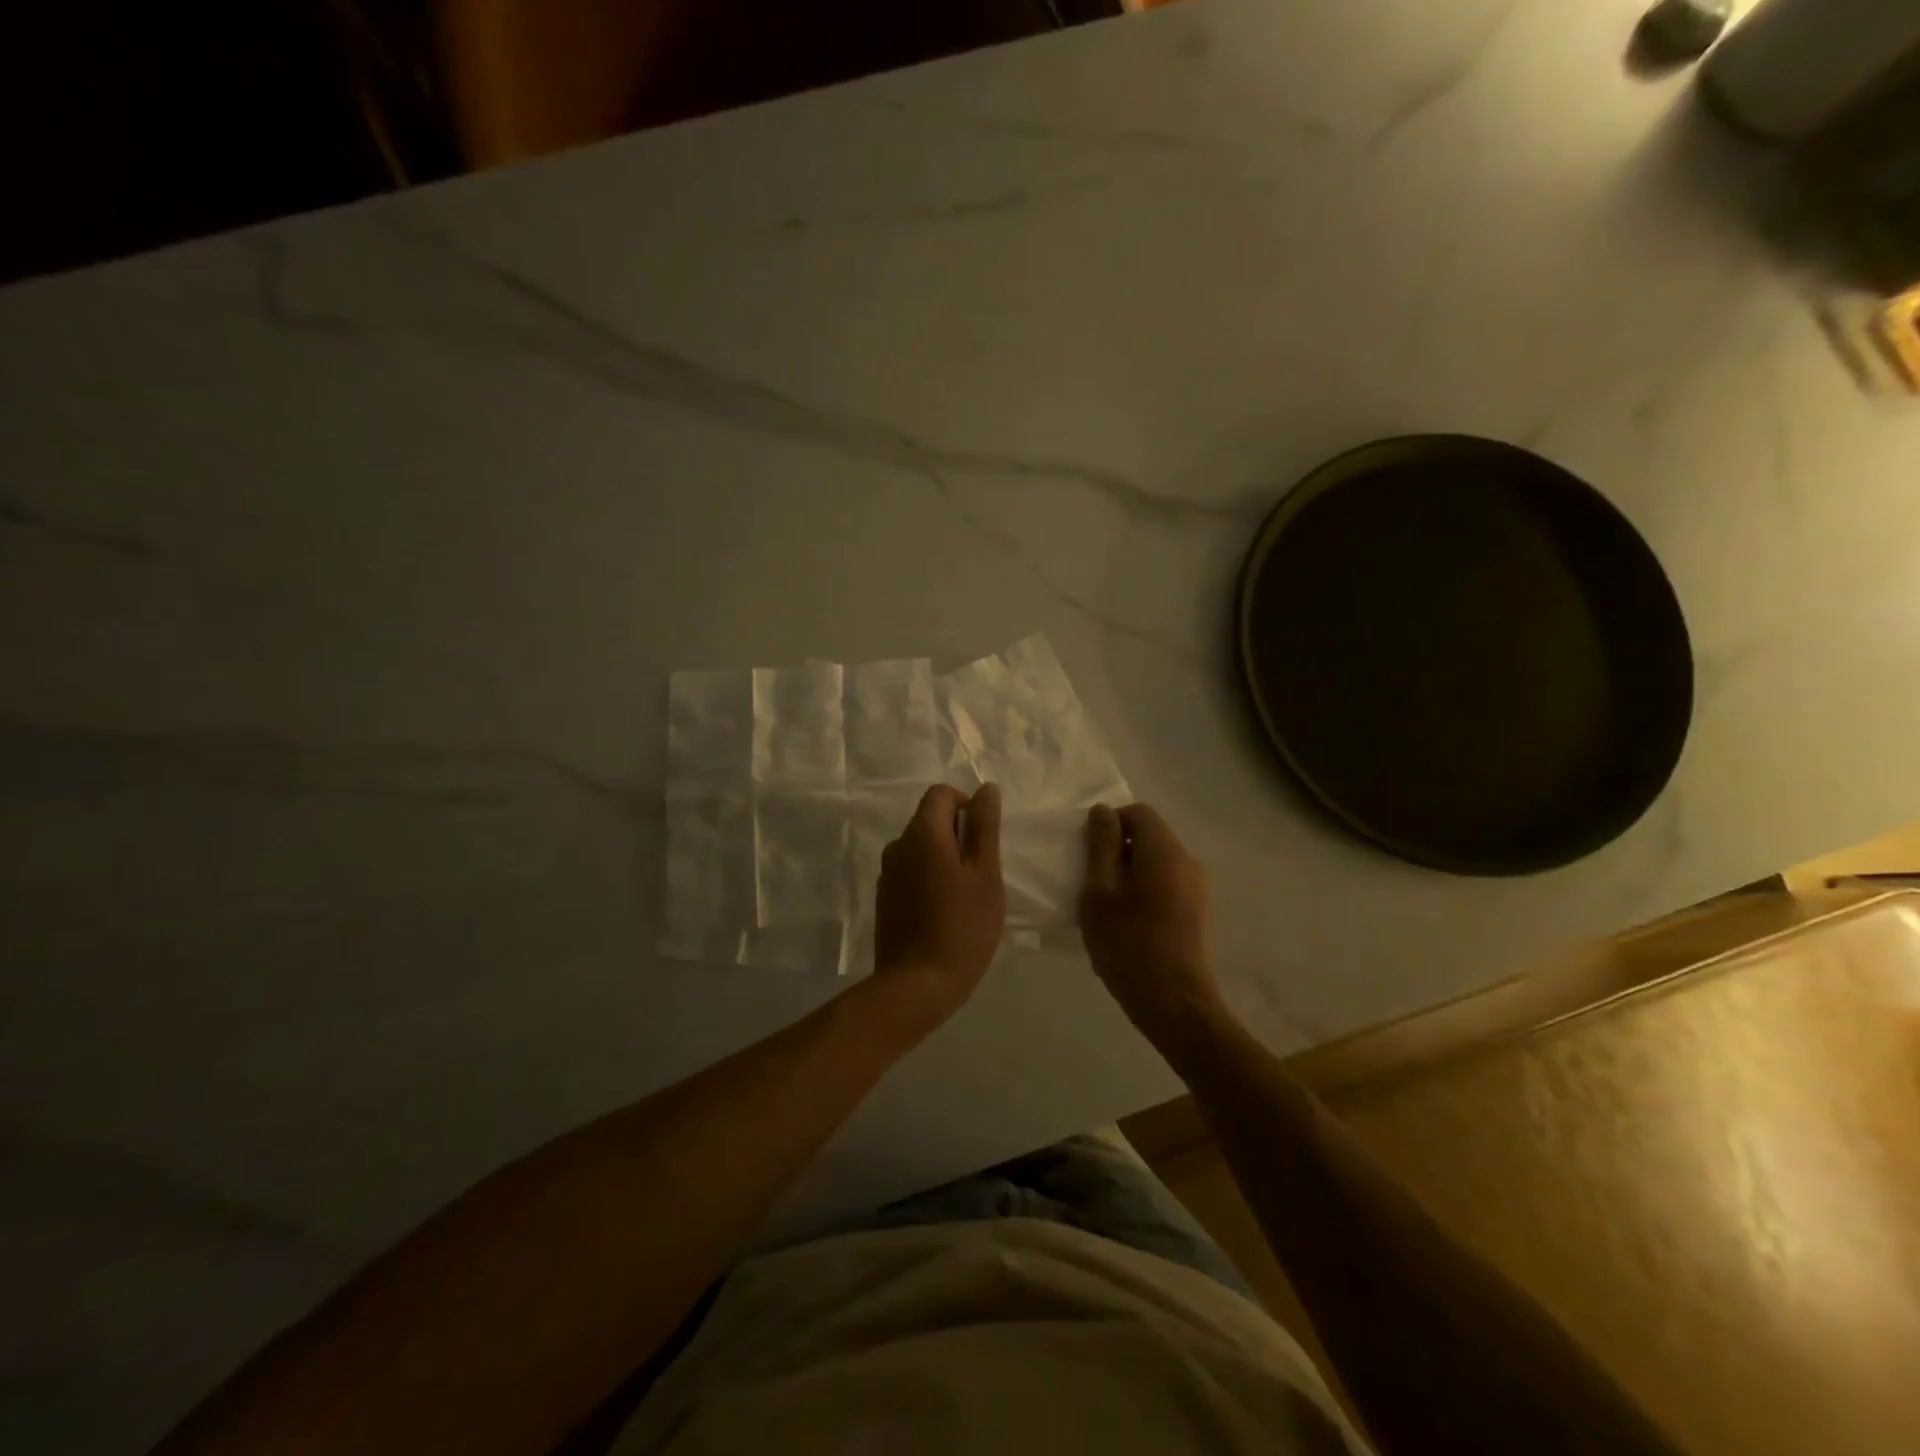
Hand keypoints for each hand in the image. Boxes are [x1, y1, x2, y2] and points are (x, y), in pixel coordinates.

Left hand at [872, 783, 1005, 1018]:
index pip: (941, 794)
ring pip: (921, 849)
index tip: (984, 839)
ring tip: (965, 896)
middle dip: (958, 836)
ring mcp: (887, 874)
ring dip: (944, 859)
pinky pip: (911, 873)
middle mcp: (898, 846)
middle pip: (930, 820)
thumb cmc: (962, 926)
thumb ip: (984, 827)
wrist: (917, 984)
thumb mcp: (985, 874)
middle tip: (981, 873)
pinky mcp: (885, 899)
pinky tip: (945, 912)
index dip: (967, 806)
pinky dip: (930, 879)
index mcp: (922, 833)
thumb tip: (986, 788)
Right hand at [1081, 803, 1225, 1050]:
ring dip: (1128, 873)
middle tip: (1092, 882)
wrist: (1174, 1003)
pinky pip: (1166, 883)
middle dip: (1117, 850)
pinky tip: (1128, 923)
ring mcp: (1197, 887)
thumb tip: (1103, 811)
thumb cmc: (1128, 944)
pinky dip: (1144, 890)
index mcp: (1165, 850)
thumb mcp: (1100, 892)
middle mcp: (1187, 861)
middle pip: (1149, 836)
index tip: (1088, 854)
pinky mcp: (1197, 911)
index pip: (1137, 812)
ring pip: (1156, 861)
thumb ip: (1101, 846)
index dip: (1109, 824)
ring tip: (1107, 907)